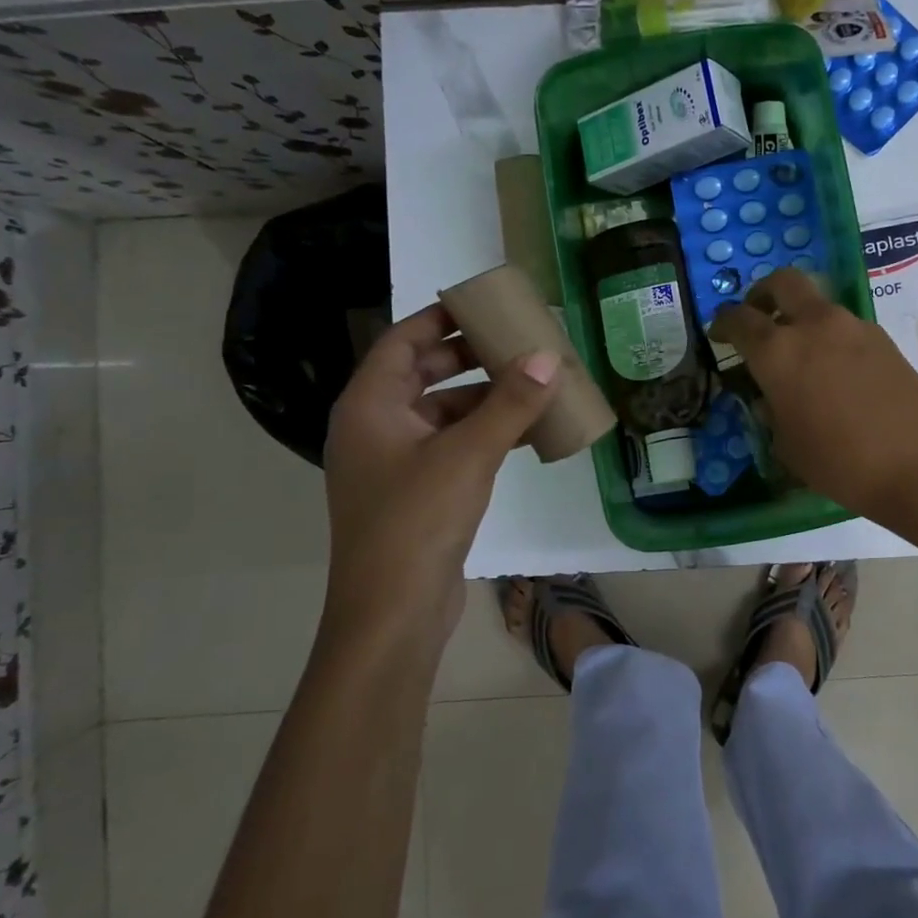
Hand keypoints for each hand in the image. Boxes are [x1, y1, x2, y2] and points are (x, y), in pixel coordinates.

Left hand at [320, 302, 557, 651]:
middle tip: (517, 342)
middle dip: (470, 357)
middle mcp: (375, 427)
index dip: (440, 318)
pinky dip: (485, 434)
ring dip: (484, 398)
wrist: (392, 614)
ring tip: (533, 384)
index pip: (402, 341)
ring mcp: (395, 464)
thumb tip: (548, 357)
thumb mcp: (468, 454)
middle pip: (423, 374)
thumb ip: (510, 404)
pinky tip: (527, 433)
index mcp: (370, 405)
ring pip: (442, 413)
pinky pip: (452, 447)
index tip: (482, 303)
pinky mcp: (417, 494)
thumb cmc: (417, 520)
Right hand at [710, 268, 917, 530]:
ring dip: (800, 318)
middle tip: (757, 316)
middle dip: (762, 293)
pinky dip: (829, 338)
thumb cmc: (840, 463)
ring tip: (800, 356)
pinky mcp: (883, 340)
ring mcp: (853, 327)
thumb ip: (771, 412)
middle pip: (783, 282)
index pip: (739, 319)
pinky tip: (835, 374)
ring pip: (817, 305)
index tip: (718, 334)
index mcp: (778, 351)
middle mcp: (814, 326)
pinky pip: (844, 327)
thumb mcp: (787, 446)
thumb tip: (771, 396)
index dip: (722, 323)